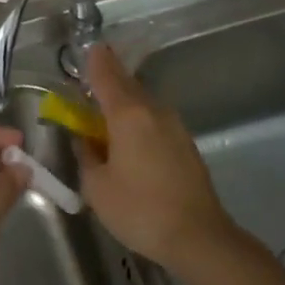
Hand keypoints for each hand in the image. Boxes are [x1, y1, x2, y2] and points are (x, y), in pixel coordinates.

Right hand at [76, 45, 240, 272]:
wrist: (198, 236)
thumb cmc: (139, 209)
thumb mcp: (97, 187)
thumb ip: (86, 157)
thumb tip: (87, 141)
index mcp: (128, 114)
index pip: (106, 75)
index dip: (94, 61)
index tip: (87, 47)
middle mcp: (153, 111)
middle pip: (127, 85)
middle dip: (108, 80)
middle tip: (88, 83)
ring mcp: (174, 126)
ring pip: (143, 103)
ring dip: (123, 103)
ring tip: (105, 116)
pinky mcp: (185, 144)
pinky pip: (154, 121)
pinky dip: (138, 121)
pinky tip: (129, 140)